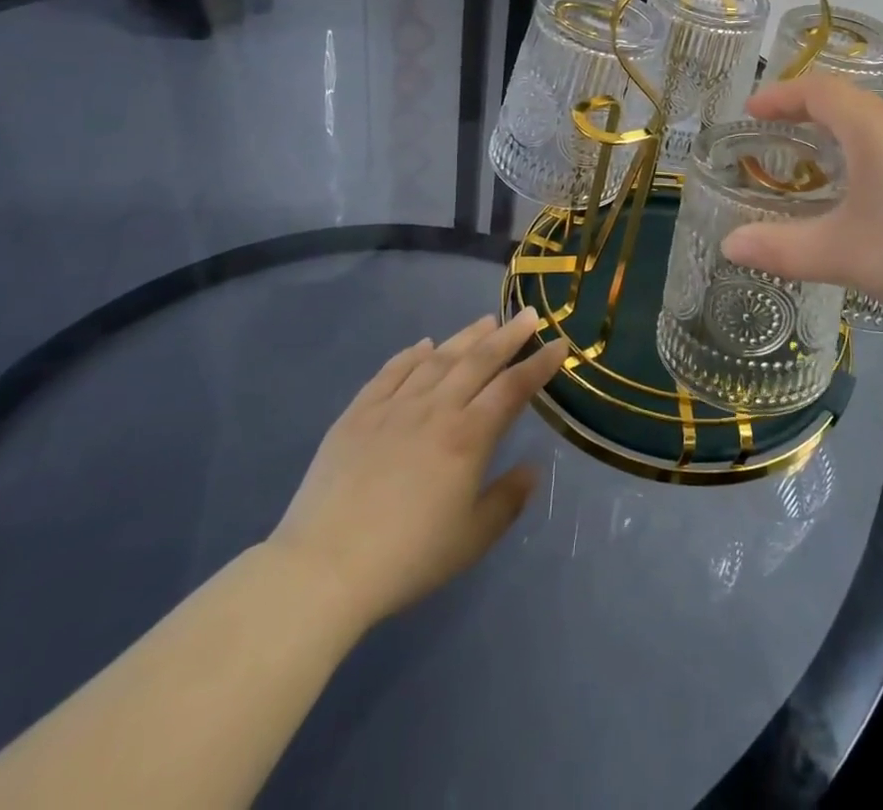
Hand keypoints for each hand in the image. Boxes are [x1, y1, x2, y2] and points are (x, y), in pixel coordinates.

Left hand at [267, 310, 566, 627]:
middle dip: (508, 336)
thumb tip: (531, 468)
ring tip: (485, 321)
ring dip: (465, 337)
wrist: (323, 567)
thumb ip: (507, 500)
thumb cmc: (407, 558)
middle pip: (478, 361)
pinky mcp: (358, 414)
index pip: (512, 388)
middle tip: (528, 314)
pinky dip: (411, 354)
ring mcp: (393, 407)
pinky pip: (391, 372)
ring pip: (437, 359)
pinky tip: (423, 345)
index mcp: (467, 437)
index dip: (539, 364)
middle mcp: (435, 409)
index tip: (559, 344)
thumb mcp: (471, 539)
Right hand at [723, 74, 882, 317]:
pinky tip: (859, 187)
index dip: (780, 94)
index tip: (751, 110)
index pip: (818, 89)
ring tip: (811, 158)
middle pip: (845, 99)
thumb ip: (780, 247)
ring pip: (872, 122)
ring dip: (835, 129)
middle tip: (774, 131)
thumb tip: (729, 245)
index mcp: (871, 128)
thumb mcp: (840, 252)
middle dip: (804, 109)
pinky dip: (860, 149)